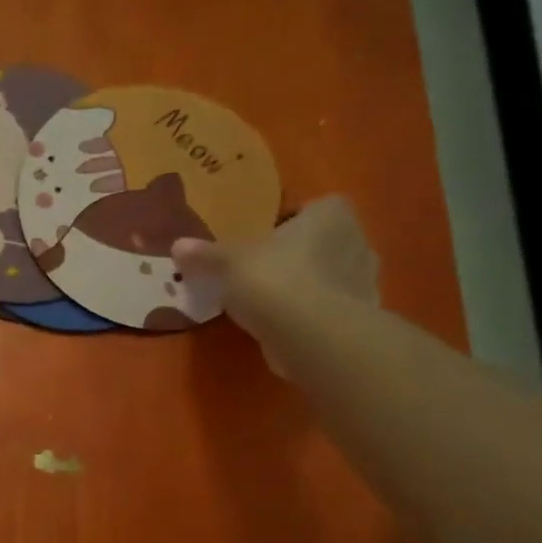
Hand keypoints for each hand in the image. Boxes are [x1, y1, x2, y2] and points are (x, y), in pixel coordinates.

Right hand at [173, 196, 378, 375]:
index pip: (315, 207)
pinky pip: (331, 308)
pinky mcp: (360, 317)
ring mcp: (364, 281)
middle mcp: (356, 240)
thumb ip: (205, 254)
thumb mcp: (227, 263)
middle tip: (262, 271)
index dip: (291, 221)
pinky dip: (313, 314)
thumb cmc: (273, 280)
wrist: (311, 335)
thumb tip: (177, 245)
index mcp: (330, 215)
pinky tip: (286, 326)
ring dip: (307, 285)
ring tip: (271, 303)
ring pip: (329, 276)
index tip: (265, 239)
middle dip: (298, 254)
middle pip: (322, 242)